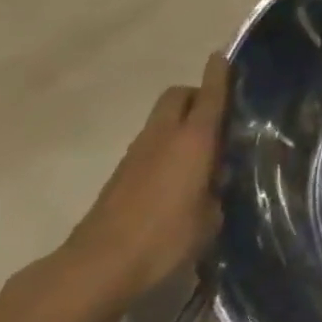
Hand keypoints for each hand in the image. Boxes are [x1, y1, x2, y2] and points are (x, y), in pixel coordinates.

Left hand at [61, 52, 228, 306]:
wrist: (98, 265)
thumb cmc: (165, 237)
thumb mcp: (210, 219)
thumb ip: (217, 191)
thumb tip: (216, 181)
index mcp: (194, 140)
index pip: (210, 95)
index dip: (218, 74)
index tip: (223, 56)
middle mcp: (164, 136)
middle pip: (178, 95)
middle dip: (196, 95)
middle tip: (216, 115)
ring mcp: (137, 153)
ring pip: (161, 120)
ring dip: (180, 123)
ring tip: (200, 151)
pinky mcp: (121, 174)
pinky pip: (150, 144)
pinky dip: (166, 147)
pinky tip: (177, 177)